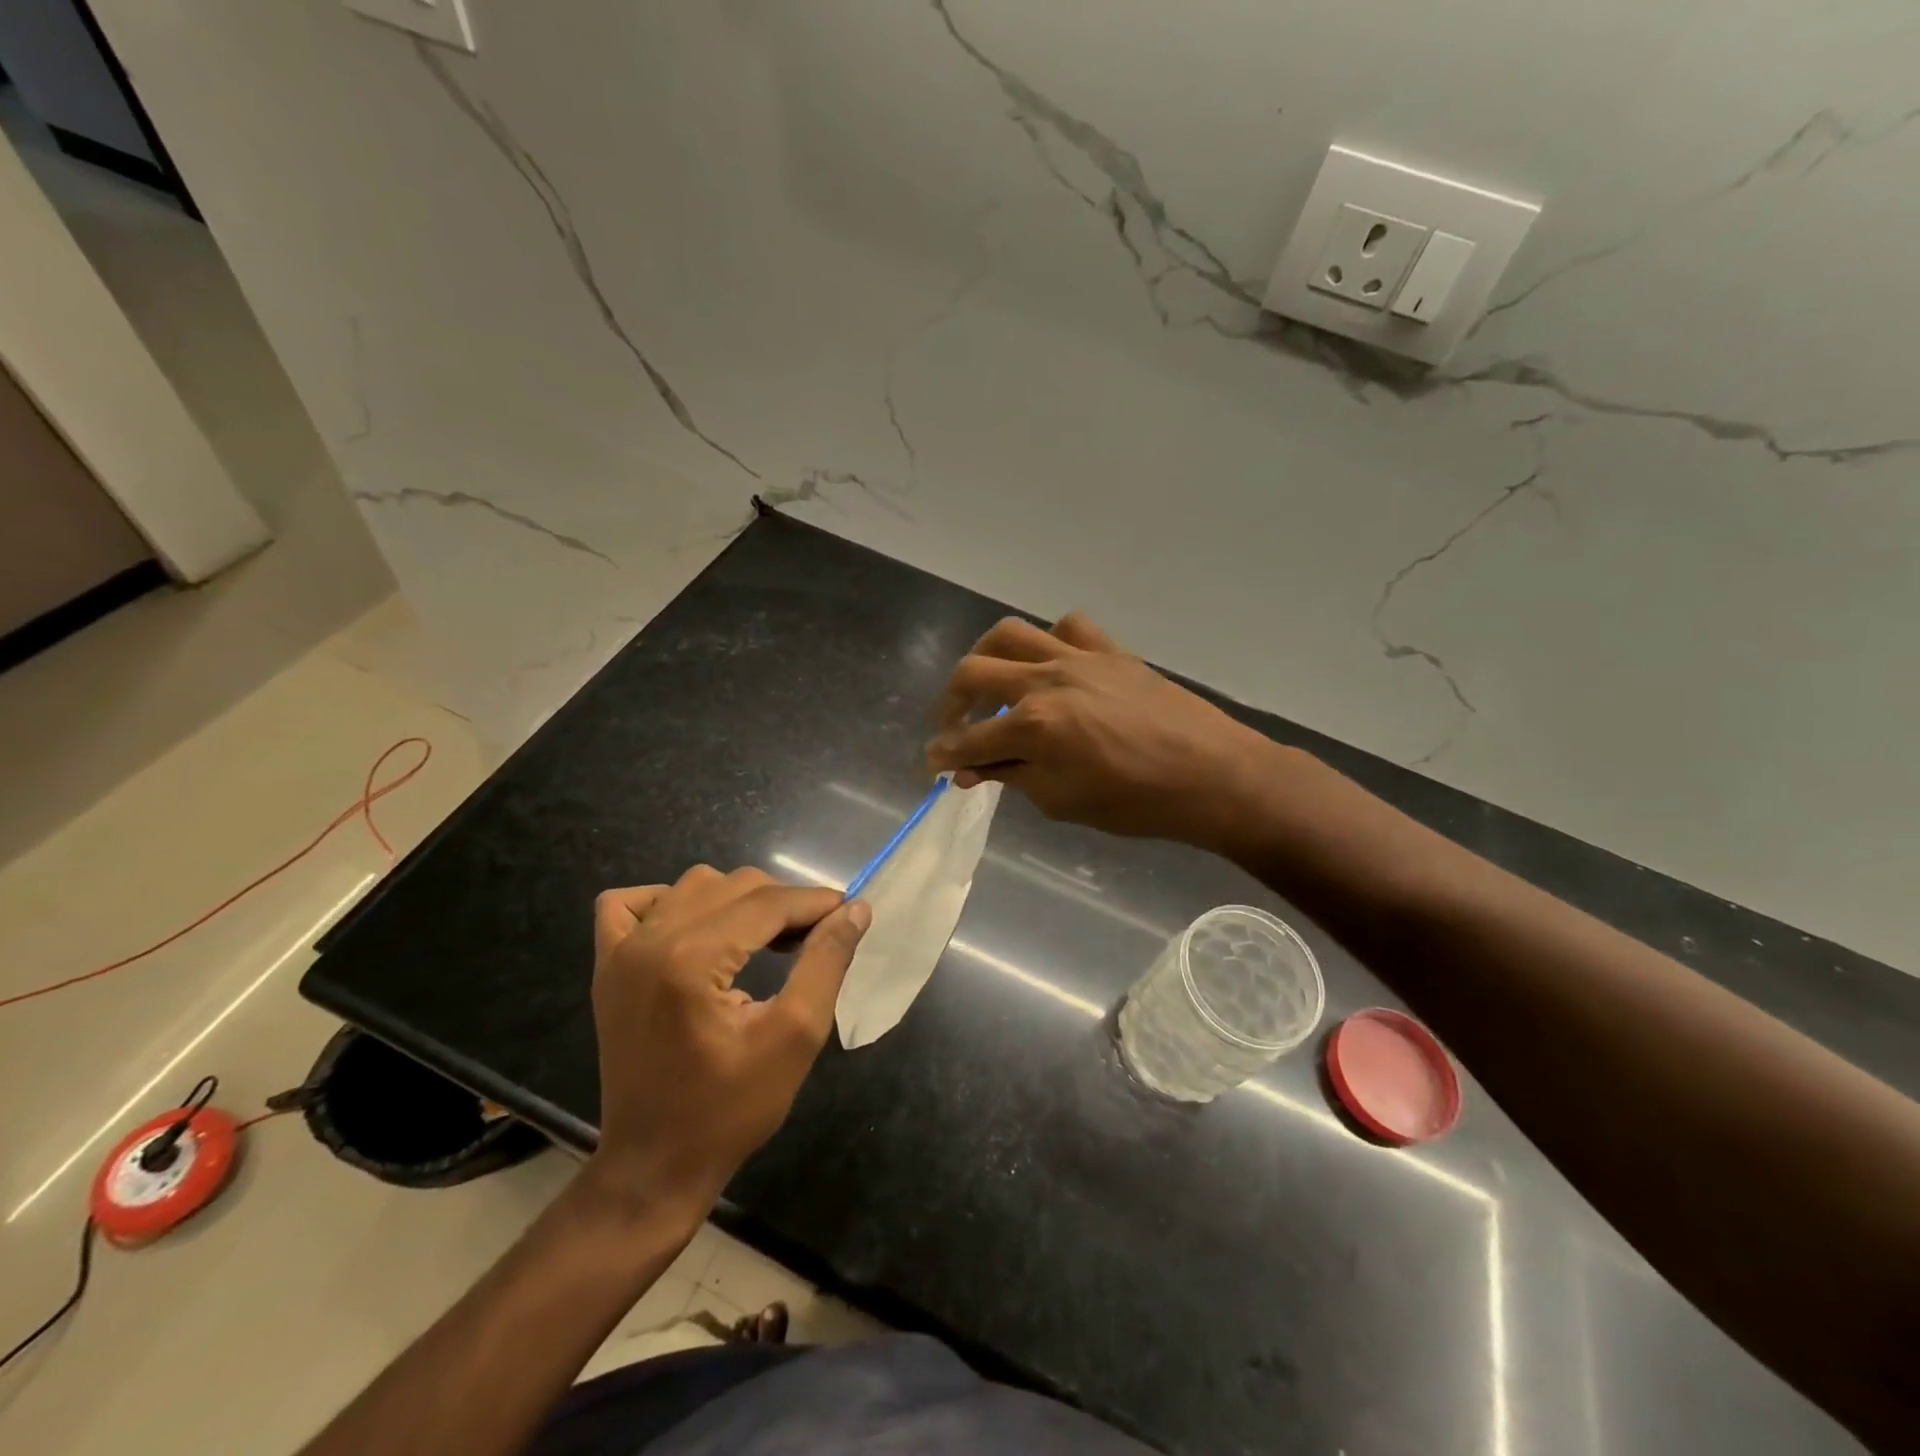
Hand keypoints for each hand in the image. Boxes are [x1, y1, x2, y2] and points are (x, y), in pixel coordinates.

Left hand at [583, 866, 869, 1221]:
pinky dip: (666, 902)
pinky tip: (694, 928)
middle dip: (783, 902)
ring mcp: (620, 952)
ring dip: (737, 899)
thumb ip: (826, 962)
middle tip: (814, 936)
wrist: (655, 1166)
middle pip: (734, 886)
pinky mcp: (607, 967)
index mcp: (692, 959)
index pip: (767, 902)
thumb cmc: (730, 1109)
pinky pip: (628, 904)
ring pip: (692, 886)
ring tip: (766, 937)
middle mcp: (650, 941)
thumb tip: (854, 910)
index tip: (848, 911)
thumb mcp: (795, 1037)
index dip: (814, 902)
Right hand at [925, 614, 1280, 848]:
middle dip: (949, 703)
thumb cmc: (1136, 802)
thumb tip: (970, 770)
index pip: (969, 738)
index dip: (943, 754)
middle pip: (972, 673)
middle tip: (952, 727)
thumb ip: (1012, 776)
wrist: (1212, 774)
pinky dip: (1049, 641)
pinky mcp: (1109, 650)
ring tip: (986, 682)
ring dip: (985, 657)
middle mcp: (1047, 680)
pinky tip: (1050, 665)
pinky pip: (1068, 627)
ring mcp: (1079, 657)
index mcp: (1034, 725)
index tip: (932, 763)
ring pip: (1010, 634)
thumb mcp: (1063, 801)